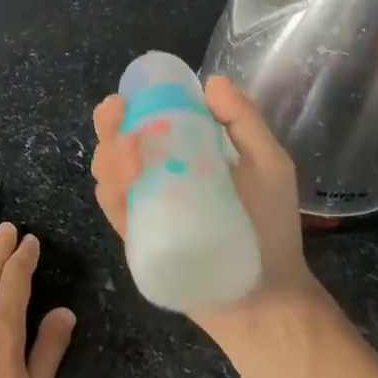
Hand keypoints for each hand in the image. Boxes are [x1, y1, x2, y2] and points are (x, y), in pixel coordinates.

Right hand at [91, 75, 316, 332]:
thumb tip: (211, 81)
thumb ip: (244, 122)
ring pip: (107, 174)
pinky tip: (126, 180)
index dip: (129, 107)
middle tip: (117, 116)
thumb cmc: (270, 227)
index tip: (128, 96)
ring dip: (109, 155)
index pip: (145, 123)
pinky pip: (114, 210)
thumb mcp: (269, 165)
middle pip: (116, 145)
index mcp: (183, 156)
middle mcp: (157, 179)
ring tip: (130, 149)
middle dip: (108, 126)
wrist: (267, 296)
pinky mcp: (137, 239)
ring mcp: (145, 209)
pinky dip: (112, 190)